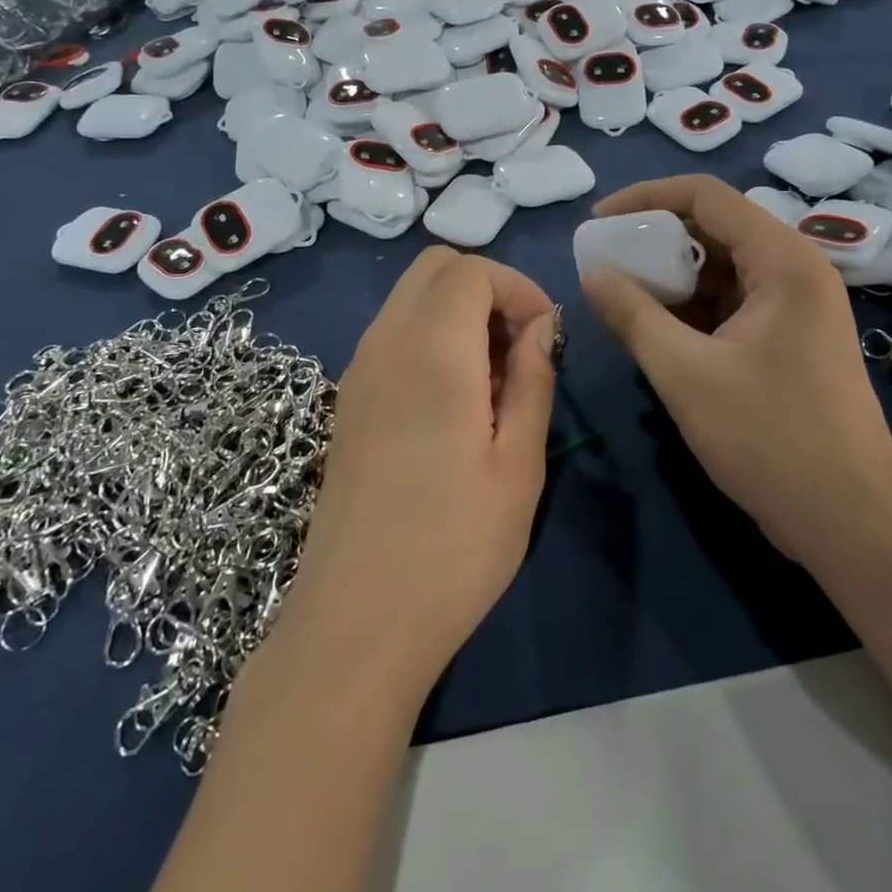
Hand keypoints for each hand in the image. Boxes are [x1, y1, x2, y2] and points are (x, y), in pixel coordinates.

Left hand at [281, 248, 556, 696]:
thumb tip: (540, 327)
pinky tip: (453, 404)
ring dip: (458, 313)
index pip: (471, 269)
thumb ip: (533, 380)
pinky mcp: (348, 400)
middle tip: (518, 350)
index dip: (517, 287)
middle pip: (434, 267)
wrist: (354, 624)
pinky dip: (430, 337)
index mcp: (431, 351)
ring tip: (492, 383)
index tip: (544, 338)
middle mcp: (385, 344)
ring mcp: (357, 370)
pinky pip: (393, 333)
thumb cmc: (453, 549)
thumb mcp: (518, 466)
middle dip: (487, 288)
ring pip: (410, 297)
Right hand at [579, 176, 891, 562]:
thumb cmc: (772, 440)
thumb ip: (632, 315)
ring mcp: (793, 305)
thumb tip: (590, 273)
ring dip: (669, 276)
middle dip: (654, 240)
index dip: (645, 198)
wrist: (853, 523)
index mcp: (781, 260)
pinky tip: (653, 328)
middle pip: (713, 227)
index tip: (598, 223)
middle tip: (604, 262)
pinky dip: (689, 308)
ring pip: (719, 267)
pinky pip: (729, 302)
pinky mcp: (787, 338)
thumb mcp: (686, 374)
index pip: (705, 196)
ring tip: (620, 296)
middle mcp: (793, 269)